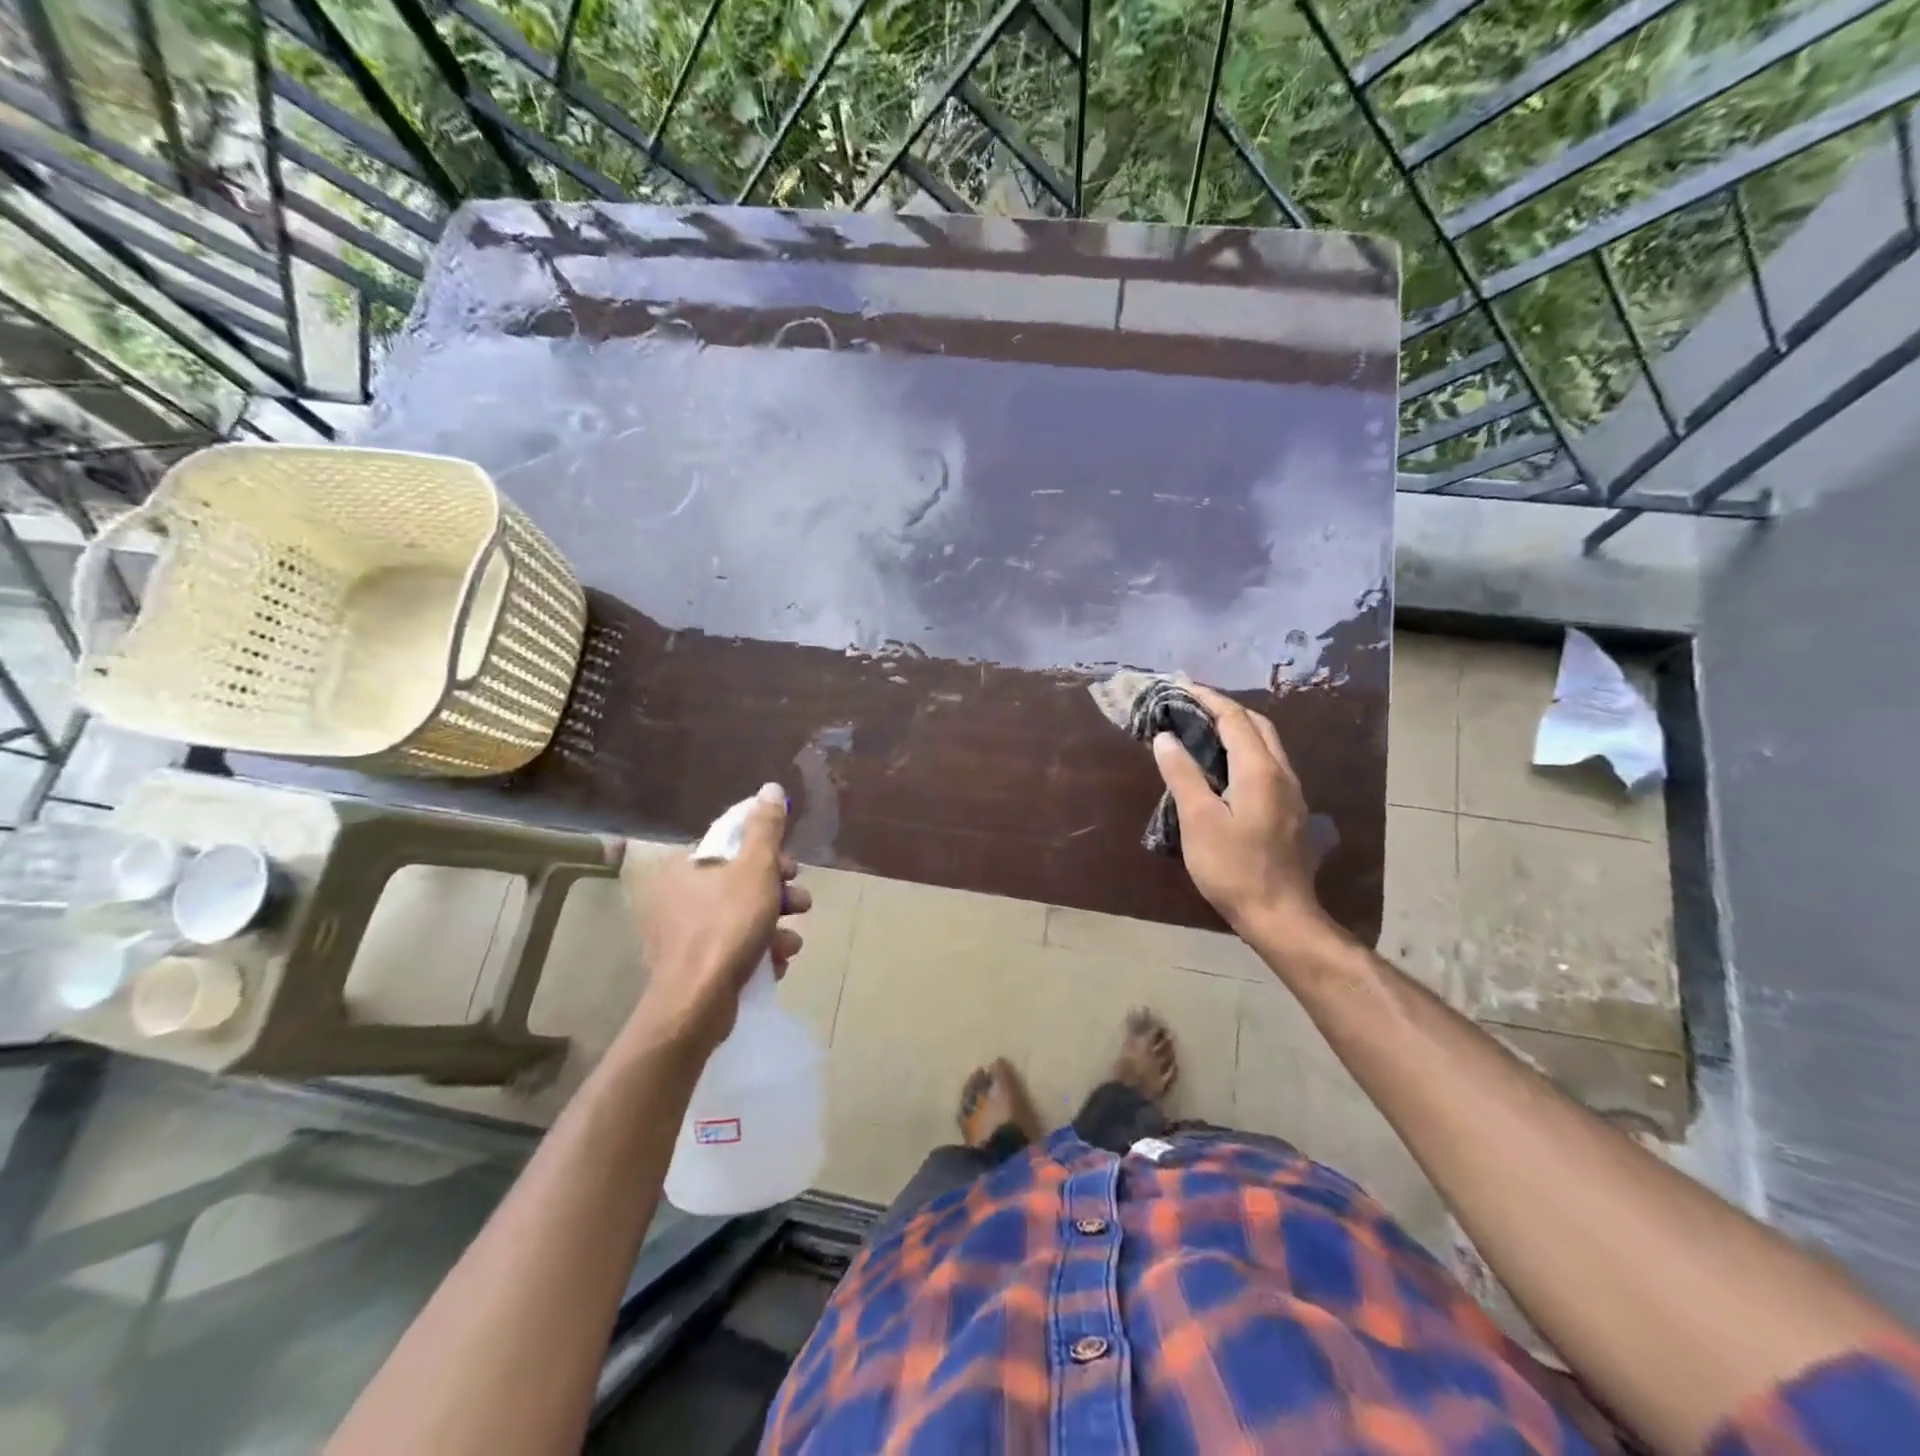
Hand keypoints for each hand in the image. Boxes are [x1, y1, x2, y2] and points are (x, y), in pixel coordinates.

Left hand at [625, 783, 811, 1057]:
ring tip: (792, 941)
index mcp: (687, 865)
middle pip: (742, 880)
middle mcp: (679, 894)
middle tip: (801, 903)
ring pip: (743, 915)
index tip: (791, 867)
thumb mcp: (756, 868)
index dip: (769, 852)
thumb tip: (769, 788)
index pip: (732, 843)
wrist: (697, 1003)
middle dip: (779, 892)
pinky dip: (759, 950)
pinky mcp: (694, 964)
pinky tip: (776, 962)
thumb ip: (765, 828)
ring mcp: (684, 932)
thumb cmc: (727, 926)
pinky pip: (735, 946)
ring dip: (775, 924)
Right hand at [1151, 682, 1326, 939]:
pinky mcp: (1291, 811)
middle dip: (1225, 708)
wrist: (1279, 914)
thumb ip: (1182, 774)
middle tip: (1190, 705)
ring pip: (1267, 745)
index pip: (1234, 718)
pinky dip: (1245, 750)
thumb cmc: (1233, 867)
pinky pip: (1268, 764)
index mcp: (1259, 770)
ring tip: (1203, 730)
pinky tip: (1224, 767)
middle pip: (1257, 725)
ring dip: (1237, 729)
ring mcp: (1291, 793)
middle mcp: (1282, 773)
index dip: (1207, 698)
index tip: (1180, 686)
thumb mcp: (1198, 820)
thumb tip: (1166, 737)